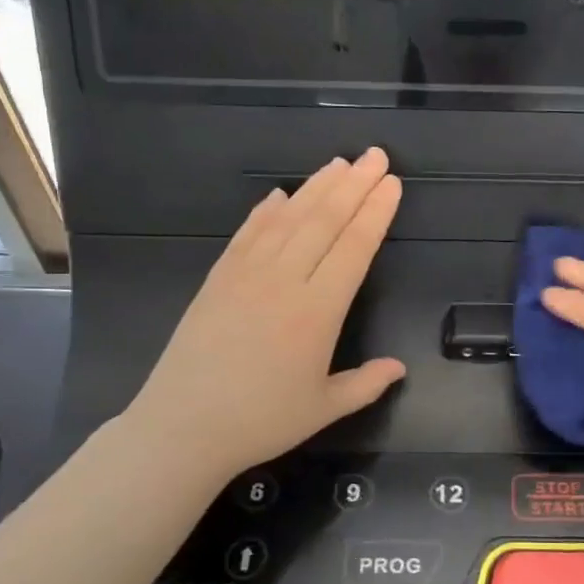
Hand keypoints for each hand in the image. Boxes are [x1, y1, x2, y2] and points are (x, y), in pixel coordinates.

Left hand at [124, 148, 405, 492]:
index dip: (376, 213)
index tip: (392, 184)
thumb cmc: (261, 421)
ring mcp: (246, 275)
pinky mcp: (217, 279)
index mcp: (318, 311)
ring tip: (338, 163)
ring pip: (288, 220)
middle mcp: (285, 281)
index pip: (355, 248)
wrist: (182, 427)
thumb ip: (366, 384)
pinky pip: (247, 235)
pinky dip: (265, 211)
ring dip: (316, 188)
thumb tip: (400, 367)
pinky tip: (279, 195)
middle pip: (325, 222)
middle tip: (376, 156)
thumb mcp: (324, 408)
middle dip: (354, 185)